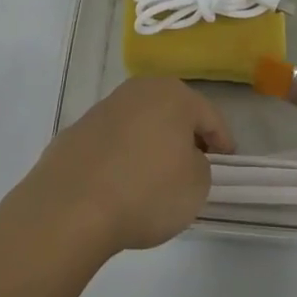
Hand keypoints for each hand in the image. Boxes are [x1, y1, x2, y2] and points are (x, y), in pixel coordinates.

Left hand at [4, 77, 233, 261]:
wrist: (71, 206)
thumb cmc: (146, 191)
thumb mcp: (196, 186)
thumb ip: (200, 165)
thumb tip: (182, 158)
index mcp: (173, 95)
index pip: (209, 116)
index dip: (222, 141)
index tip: (226, 162)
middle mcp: (139, 90)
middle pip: (173, 111)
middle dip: (185, 135)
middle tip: (195, 164)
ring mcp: (104, 108)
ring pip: (141, 123)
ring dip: (152, 143)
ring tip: (156, 176)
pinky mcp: (78, 131)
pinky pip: (113, 141)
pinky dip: (123, 155)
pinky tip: (121, 183)